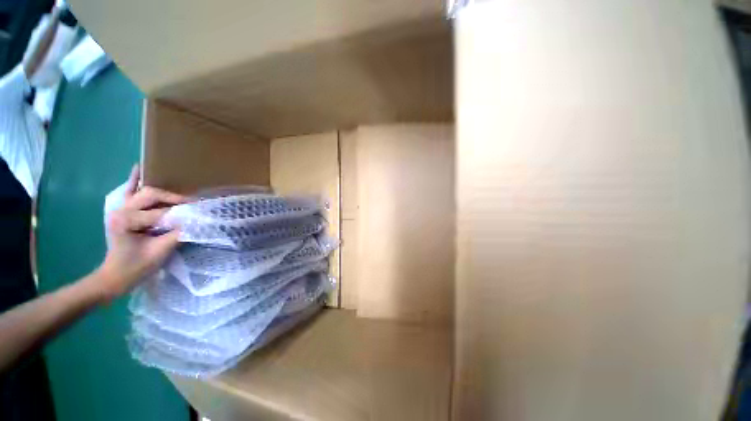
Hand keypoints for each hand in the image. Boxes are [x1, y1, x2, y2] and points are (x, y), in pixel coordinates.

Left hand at [92, 165, 185, 299]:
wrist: (115, 276)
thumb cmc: (137, 267)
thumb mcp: (160, 251)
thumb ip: (178, 233)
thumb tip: (196, 221)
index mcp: (126, 221)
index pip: (160, 212)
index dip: (181, 213)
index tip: (200, 212)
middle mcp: (120, 209)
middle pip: (151, 195)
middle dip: (173, 198)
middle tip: (192, 204)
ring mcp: (119, 208)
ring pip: (143, 191)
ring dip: (161, 191)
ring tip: (179, 192)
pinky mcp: (121, 210)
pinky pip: (129, 191)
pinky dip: (134, 180)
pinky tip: (139, 168)